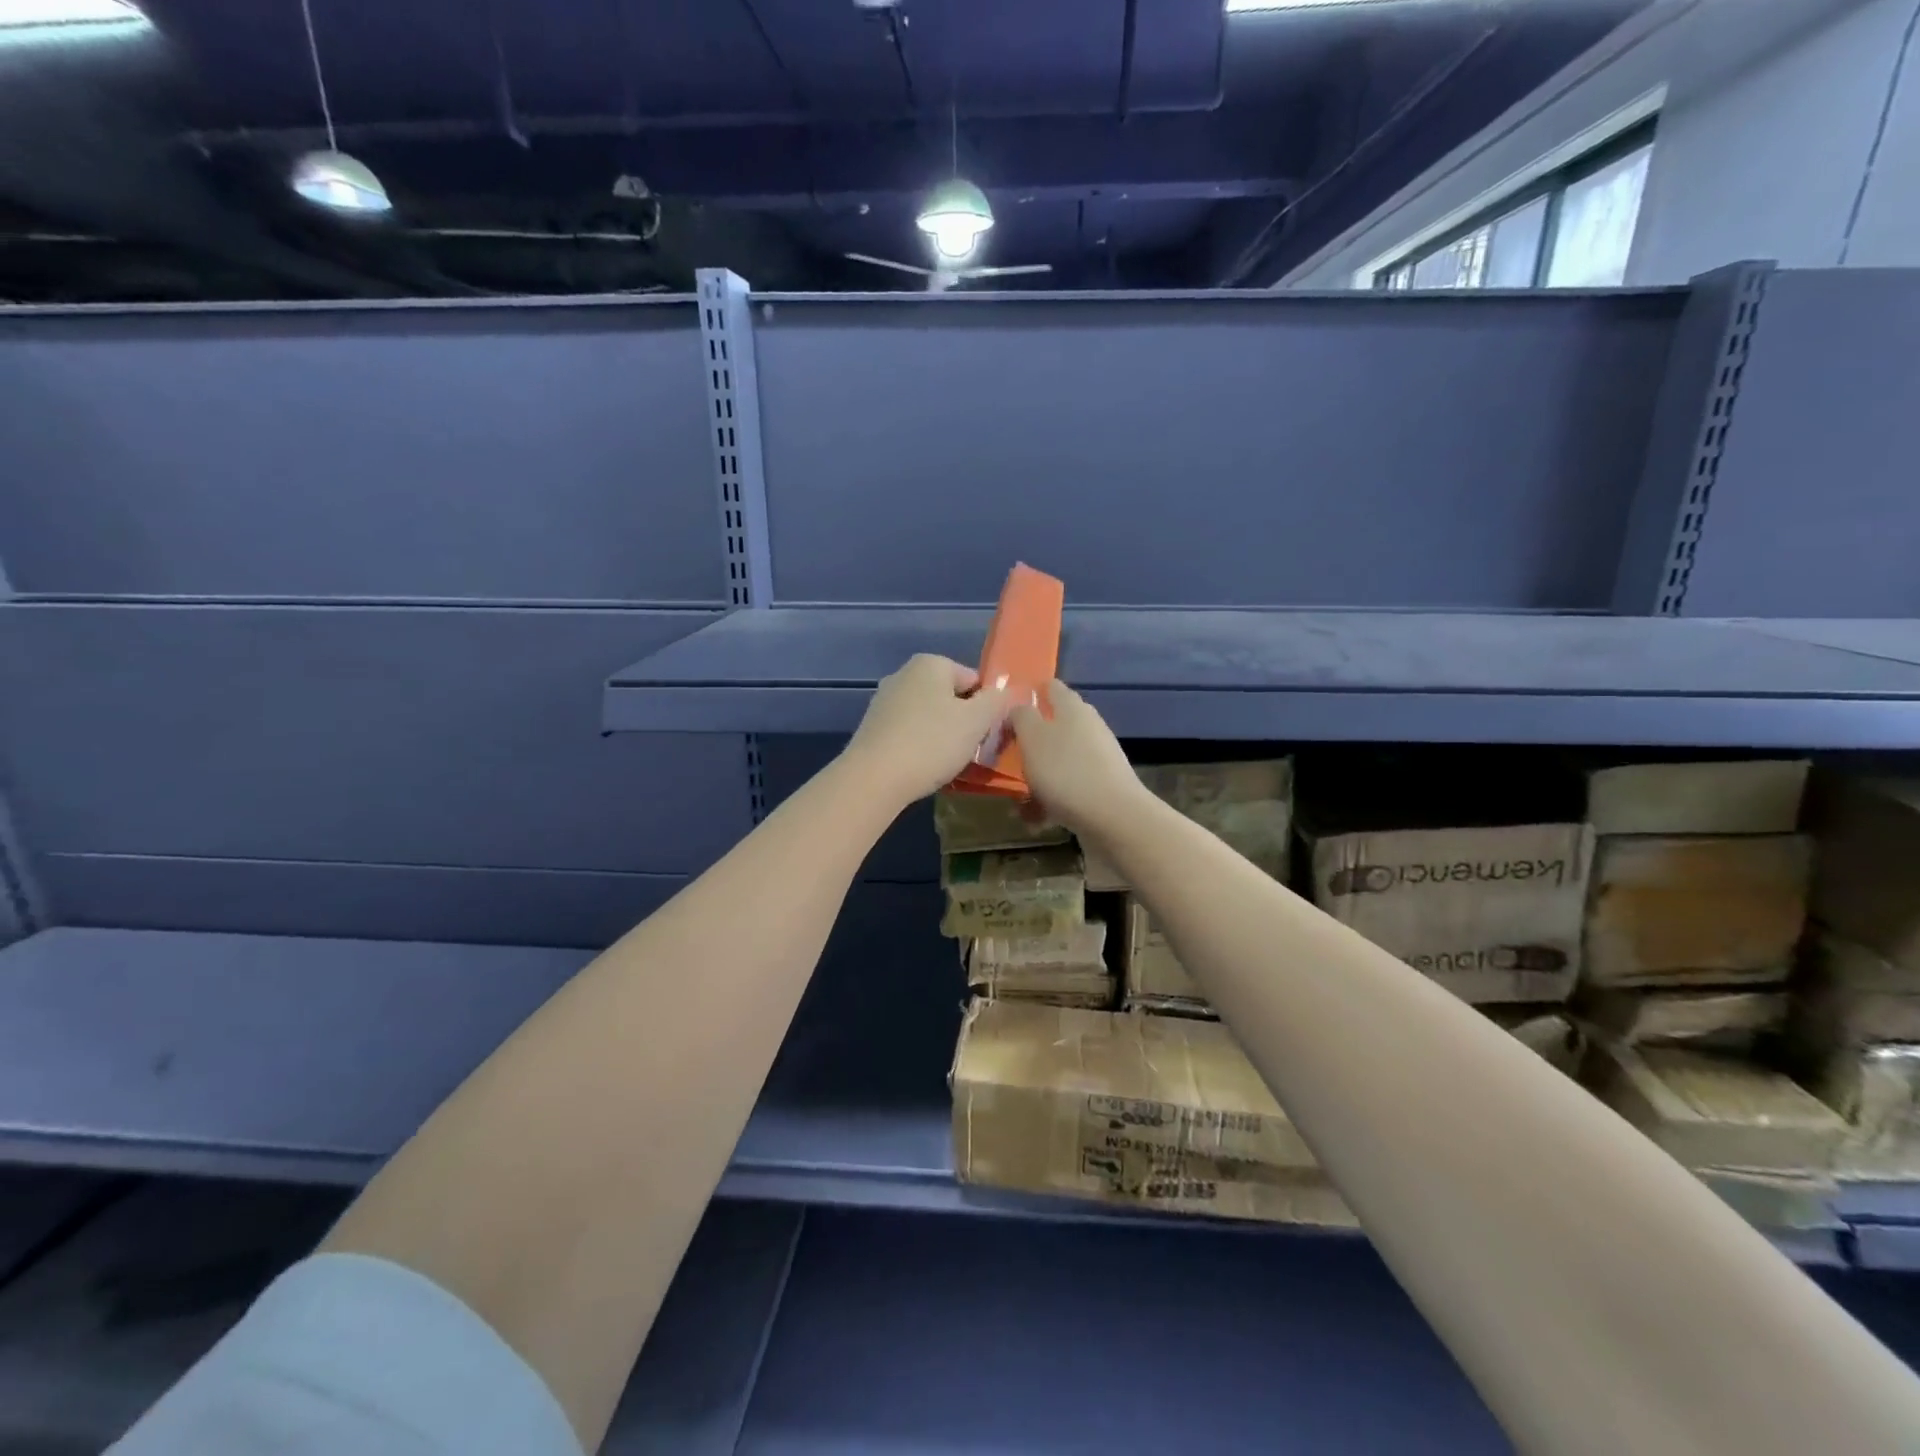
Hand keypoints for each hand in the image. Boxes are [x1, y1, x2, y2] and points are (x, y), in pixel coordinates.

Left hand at [843, 655, 1010, 808]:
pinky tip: (923, 766)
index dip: (987, 707)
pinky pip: (909, 731)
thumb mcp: (976, 721)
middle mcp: (903, 674)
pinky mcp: (872, 727)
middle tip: (971, 749)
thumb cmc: (931, 742)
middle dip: (964, 721)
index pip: (974, 680)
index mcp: (930, 663)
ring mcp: (884, 700)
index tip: (987, 733)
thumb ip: (997, 701)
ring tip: (947, 761)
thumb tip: (1008, 692)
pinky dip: (920, 745)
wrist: (874, 778)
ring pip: (929, 715)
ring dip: (942, 735)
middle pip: (950, 697)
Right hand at [1007, 680, 1148, 839]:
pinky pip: (1068, 787)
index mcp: (1072, 707)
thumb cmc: (1066, 771)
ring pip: (1059, 760)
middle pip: (1054, 725)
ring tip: (1017, 800)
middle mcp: (1088, 726)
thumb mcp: (1032, 738)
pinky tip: (1036, 820)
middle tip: (1005, 756)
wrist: (1114, 818)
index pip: (1051, 687)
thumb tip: (1018, 707)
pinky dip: (1051, 799)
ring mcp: (1098, 757)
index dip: (1030, 692)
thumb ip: (1021, 717)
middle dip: (1029, 741)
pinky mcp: (1102, 785)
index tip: (1006, 709)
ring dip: (1037, 776)